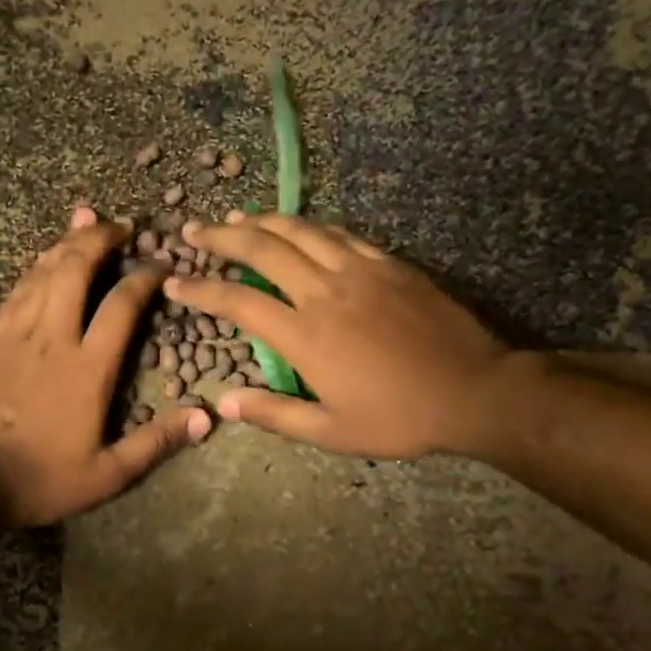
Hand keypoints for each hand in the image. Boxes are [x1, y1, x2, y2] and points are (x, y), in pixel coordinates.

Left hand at [0, 206, 211, 525]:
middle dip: (100, 239)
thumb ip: (156, 442)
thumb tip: (205, 417)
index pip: (122, 306)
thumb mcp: (108, 474)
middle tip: (120, 225)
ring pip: (43, 273)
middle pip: (76, 270)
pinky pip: (16, 292)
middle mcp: (53, 338)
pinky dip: (34, 269)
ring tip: (85, 221)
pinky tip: (42, 259)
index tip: (160, 264)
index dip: (144, 278)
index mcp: (88, 368)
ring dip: (67, 243)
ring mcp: (16, 334)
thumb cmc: (42, 478)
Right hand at [168, 214, 512, 459]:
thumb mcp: (332, 431)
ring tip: (236, 218)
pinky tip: (298, 227)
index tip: (176, 281)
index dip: (201, 288)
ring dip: (262, 221)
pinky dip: (309, 227)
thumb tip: (225, 404)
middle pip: (263, 248)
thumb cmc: (400, 417)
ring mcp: (360, 270)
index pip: (239, 301)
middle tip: (195, 229)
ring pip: (300, 230)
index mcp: (305, 335)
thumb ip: (275, 414)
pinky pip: (340, 234)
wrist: (474, 390)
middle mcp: (325, 291)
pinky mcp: (389, 263)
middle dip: (222, 236)